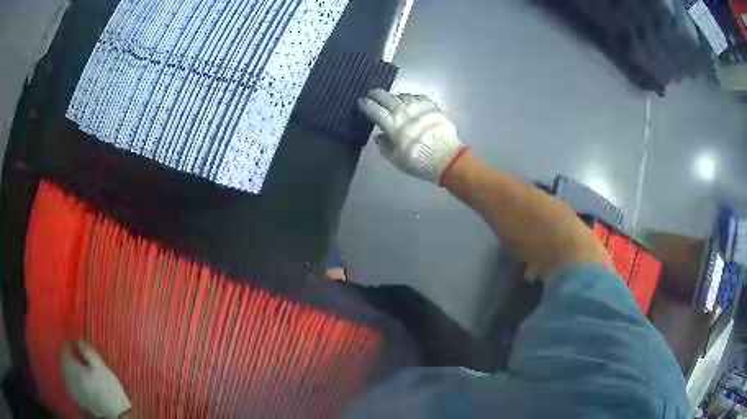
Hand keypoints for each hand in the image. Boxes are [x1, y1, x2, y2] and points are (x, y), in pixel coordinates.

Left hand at [61, 341, 130, 418]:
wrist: (113, 414)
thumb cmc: (107, 390)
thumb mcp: (100, 367)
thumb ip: (87, 351)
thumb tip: (78, 340)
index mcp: (71, 365)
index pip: (65, 346)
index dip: (71, 342)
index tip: (78, 344)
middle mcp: (66, 374)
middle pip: (63, 357)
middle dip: (70, 354)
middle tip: (80, 354)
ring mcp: (69, 385)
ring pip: (65, 368)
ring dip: (70, 364)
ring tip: (80, 366)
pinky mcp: (74, 394)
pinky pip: (68, 378)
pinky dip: (72, 375)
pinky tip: (80, 379)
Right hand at [358, 89, 468, 183]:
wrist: (446, 157)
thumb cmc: (418, 161)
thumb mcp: (395, 158)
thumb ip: (385, 145)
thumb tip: (379, 135)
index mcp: (391, 124)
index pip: (374, 110)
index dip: (366, 105)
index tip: (361, 102)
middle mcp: (403, 111)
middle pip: (386, 97)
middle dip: (377, 94)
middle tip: (372, 94)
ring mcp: (418, 106)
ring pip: (402, 95)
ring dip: (395, 97)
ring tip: (393, 100)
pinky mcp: (432, 106)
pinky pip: (418, 97)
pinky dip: (411, 98)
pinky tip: (411, 102)